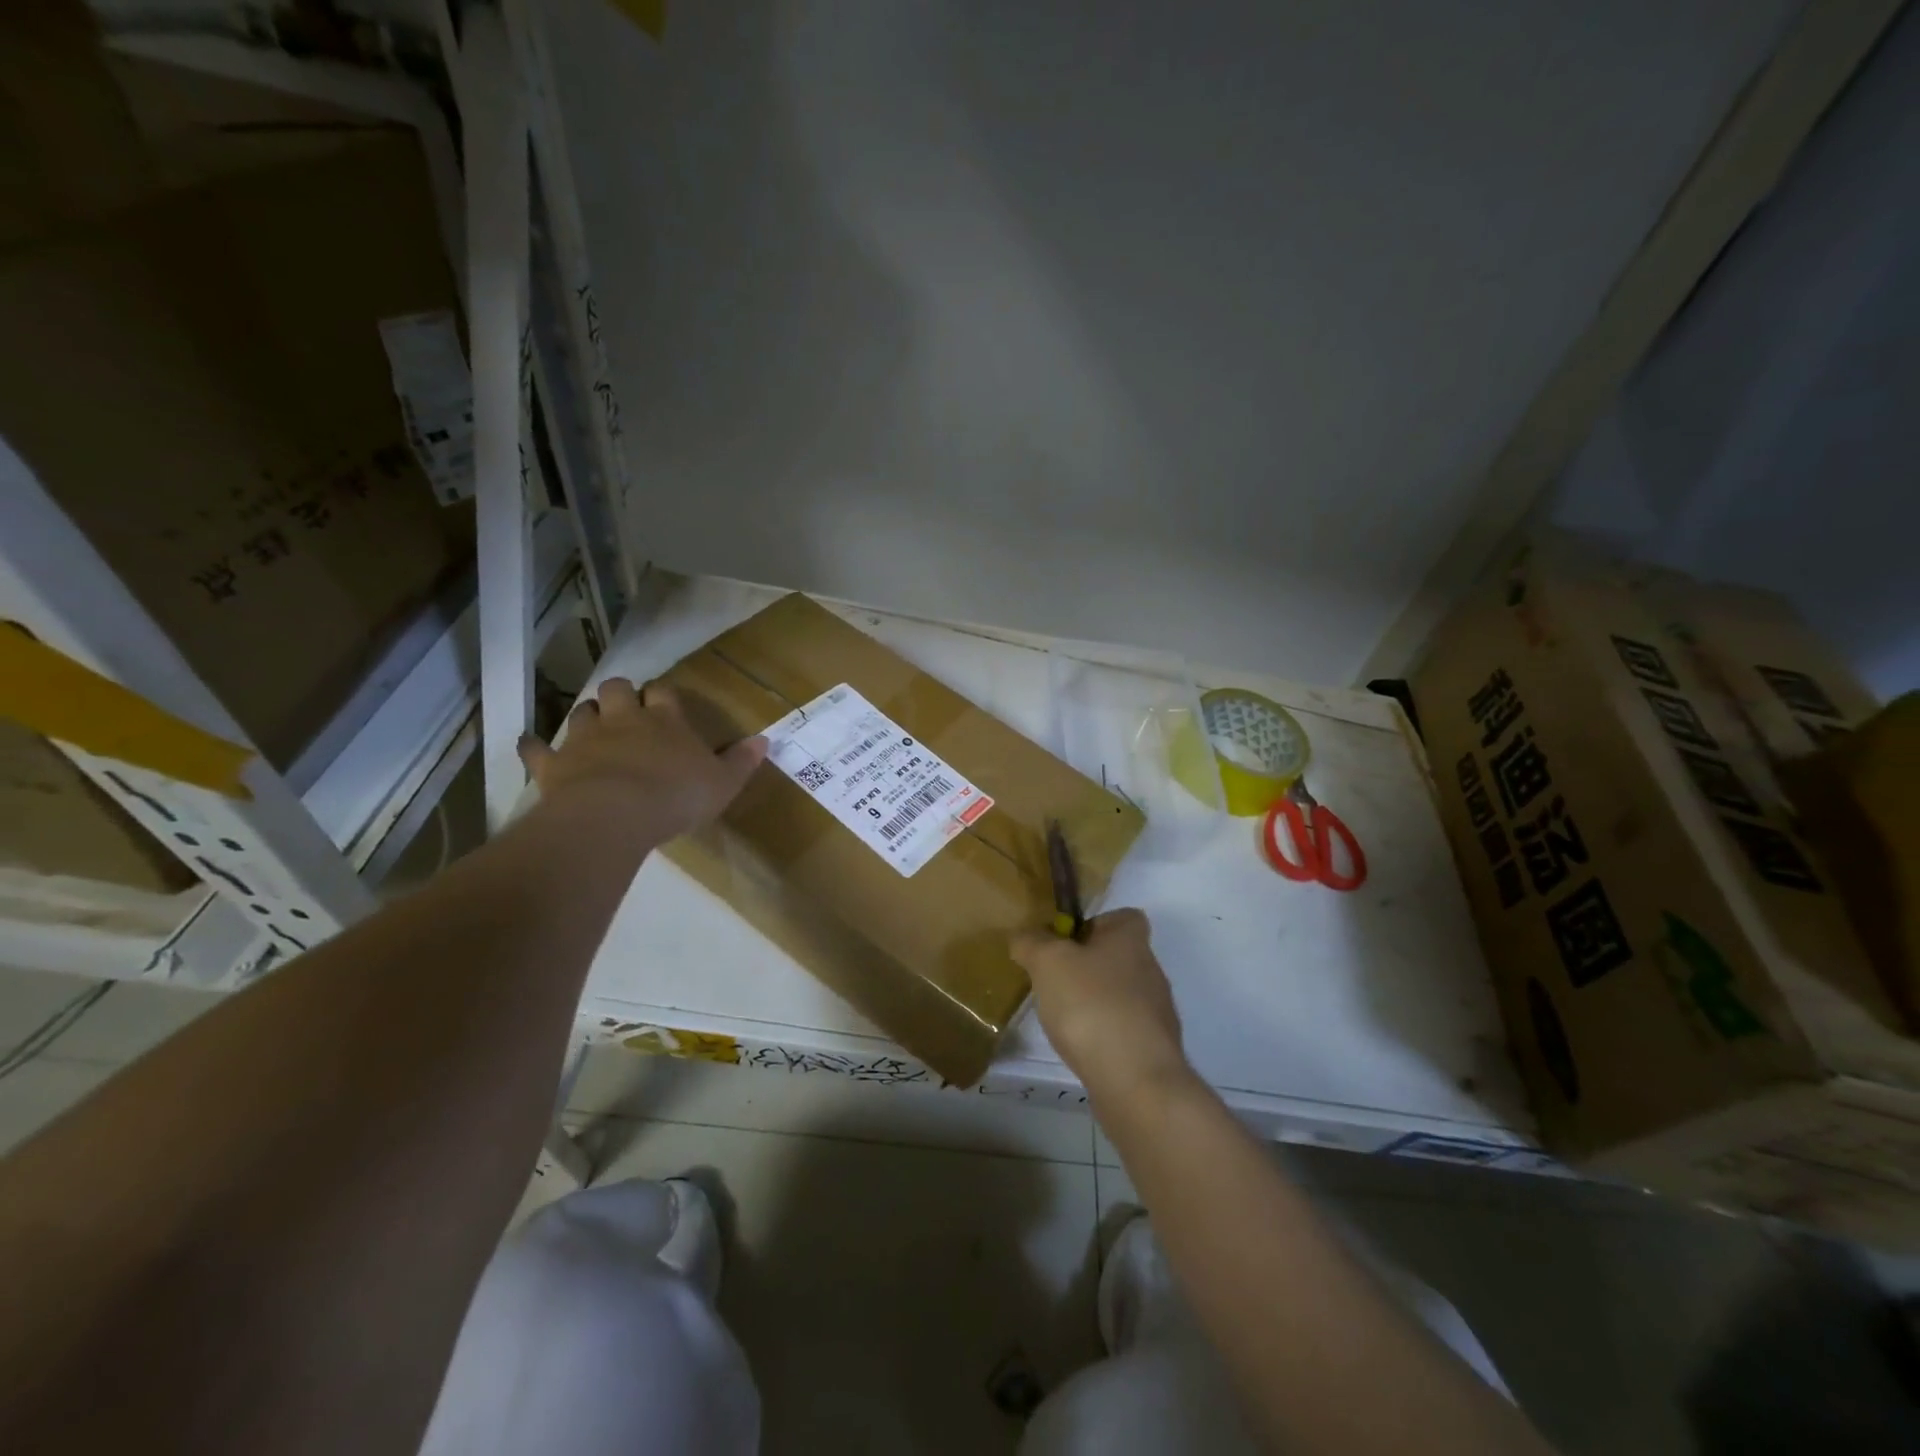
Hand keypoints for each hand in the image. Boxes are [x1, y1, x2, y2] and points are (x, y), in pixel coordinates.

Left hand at [518, 678, 767, 841]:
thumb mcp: (722, 783)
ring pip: (582, 711)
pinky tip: (530, 744)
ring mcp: (584, 738)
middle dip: (621, 694)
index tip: (665, 702)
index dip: (663, 694)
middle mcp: (624, 719)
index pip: (664, 692)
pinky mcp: (554, 762)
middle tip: (626, 709)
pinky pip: (537, 748)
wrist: (614, 814)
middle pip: (618, 689)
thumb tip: (764, 740)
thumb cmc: (676, 796)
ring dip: (587, 715)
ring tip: (592, 727)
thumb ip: (741, 761)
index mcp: (666, 720)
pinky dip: (534, 746)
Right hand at [1010, 908, 1190, 1105]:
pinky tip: (1081, 1050)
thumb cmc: (1092, 1005)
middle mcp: (1151, 970)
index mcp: (1131, 940)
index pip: (1125, 917)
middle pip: (1119, 957)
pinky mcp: (1154, 1050)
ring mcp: (1156, 1013)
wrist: (1136, 1081)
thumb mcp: (1048, 962)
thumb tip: (1024, 937)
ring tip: (1063, 1020)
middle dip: (1087, 968)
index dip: (1096, 924)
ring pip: (1121, 996)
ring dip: (1094, 1003)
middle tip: (1054, 982)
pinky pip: (1123, 1031)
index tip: (1066, 942)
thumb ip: (1031, 943)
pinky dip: (1102, 1036)